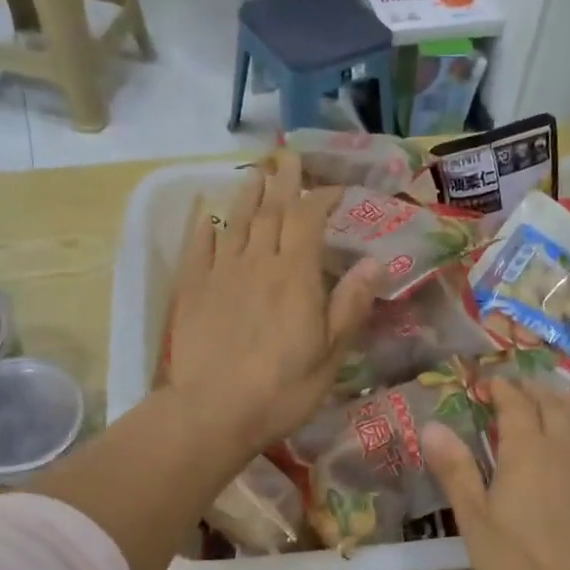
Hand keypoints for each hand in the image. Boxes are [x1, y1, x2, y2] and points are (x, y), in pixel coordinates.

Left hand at [166, 153, 382, 455]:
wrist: (215, 412)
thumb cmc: (283, 388)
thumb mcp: (330, 354)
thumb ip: (350, 305)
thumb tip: (376, 262)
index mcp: (295, 276)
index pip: (308, 219)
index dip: (321, 198)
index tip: (333, 189)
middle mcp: (258, 262)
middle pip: (271, 211)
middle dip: (283, 183)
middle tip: (287, 158)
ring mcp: (221, 273)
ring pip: (236, 222)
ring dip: (247, 194)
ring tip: (255, 174)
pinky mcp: (193, 289)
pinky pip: (199, 246)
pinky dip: (205, 225)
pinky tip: (208, 213)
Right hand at [423, 378, 569, 569]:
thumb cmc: (521, 563)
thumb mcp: (475, 520)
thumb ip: (456, 469)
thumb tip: (431, 425)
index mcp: (526, 450)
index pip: (514, 404)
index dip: (501, 389)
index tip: (489, 383)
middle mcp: (565, 444)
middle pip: (550, 404)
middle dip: (531, 391)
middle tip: (518, 389)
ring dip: (565, 401)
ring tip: (553, 401)